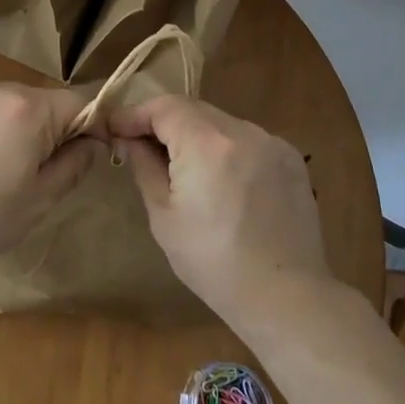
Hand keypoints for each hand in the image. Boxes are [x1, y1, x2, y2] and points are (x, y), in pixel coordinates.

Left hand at [0, 71, 99, 266]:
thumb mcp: (38, 201)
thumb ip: (74, 165)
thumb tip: (92, 142)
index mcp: (30, 109)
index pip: (82, 102)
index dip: (94, 125)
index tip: (89, 153)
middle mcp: (2, 85)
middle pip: (46, 102)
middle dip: (52, 129)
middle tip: (37, 172)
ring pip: (14, 100)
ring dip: (18, 124)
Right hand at [109, 95, 329, 322]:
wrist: (286, 297)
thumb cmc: (213, 262)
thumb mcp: (164, 215)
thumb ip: (144, 166)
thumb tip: (128, 140)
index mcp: (207, 143)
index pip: (163, 106)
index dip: (135, 114)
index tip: (114, 129)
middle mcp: (242, 130)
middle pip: (192, 109)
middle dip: (163, 122)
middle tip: (140, 145)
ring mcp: (271, 142)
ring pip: (220, 123)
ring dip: (195, 134)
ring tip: (182, 167)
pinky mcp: (290, 159)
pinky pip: (247, 140)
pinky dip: (226, 149)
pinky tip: (221, 180)